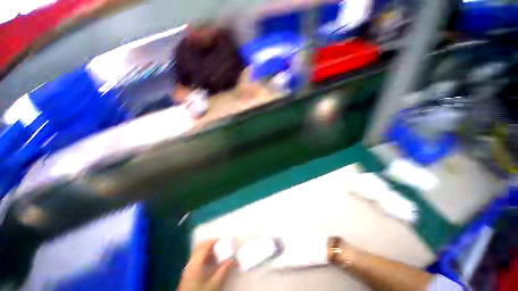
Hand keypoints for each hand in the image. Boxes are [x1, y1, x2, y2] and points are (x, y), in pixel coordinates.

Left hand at [177, 239, 234, 290]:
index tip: (225, 240)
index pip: (206, 244)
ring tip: (218, 254)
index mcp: (196, 261)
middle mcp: (191, 261)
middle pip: (200, 246)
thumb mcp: (215, 283)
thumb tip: (234, 259)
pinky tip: (211, 263)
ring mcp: (188, 267)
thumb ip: (224, 270)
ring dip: (208, 250)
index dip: (216, 240)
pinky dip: (205, 256)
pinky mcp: (188, 273)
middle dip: (211, 244)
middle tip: (221, 246)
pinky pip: (197, 258)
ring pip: (198, 252)